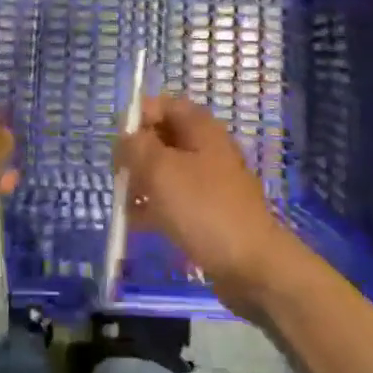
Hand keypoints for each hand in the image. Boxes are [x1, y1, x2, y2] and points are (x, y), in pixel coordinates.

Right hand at [115, 95, 296, 316]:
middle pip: (162, 138)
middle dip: (136, 154)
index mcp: (200, 128)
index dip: (137, 117)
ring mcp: (210, 182)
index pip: (163, 105)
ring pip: (166, 171)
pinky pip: (175, 200)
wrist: (253, 267)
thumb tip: (125, 139)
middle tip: (119, 176)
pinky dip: (155, 207)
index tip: (119, 144)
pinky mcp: (210, 213)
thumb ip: (135, 147)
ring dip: (142, 183)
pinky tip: (136, 224)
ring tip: (124, 203)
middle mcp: (206, 148)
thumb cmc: (204, 209)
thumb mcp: (160, 170)